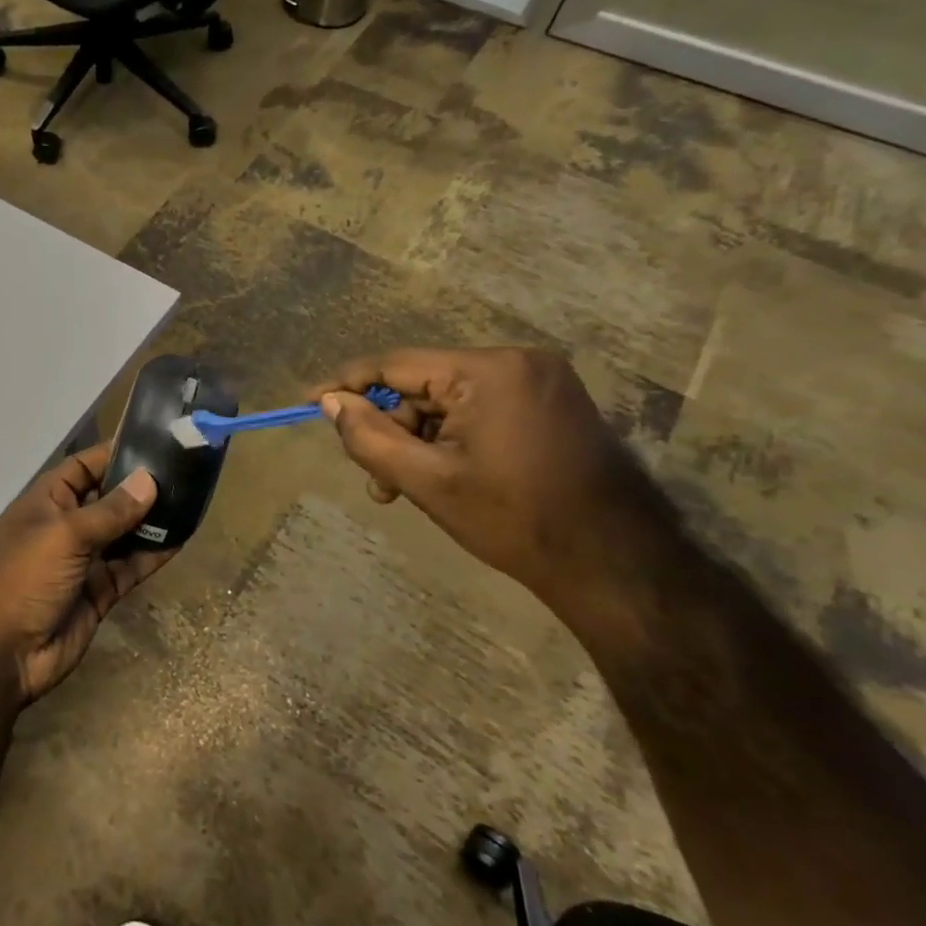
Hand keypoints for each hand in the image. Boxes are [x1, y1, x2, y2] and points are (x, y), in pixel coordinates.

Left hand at [0, 444, 170, 706]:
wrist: (2, 654)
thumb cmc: (24, 578)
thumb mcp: (65, 535)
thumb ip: (110, 510)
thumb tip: (149, 480)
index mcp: (46, 501)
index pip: (83, 466)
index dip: (113, 453)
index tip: (154, 442)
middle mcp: (66, 525)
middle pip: (108, 498)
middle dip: (140, 486)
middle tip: (185, 471)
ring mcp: (84, 560)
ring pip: (124, 532)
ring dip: (152, 520)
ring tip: (192, 500)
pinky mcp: (100, 591)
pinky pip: (131, 566)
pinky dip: (153, 554)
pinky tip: (182, 538)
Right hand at [311, 348, 680, 623]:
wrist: (616, 565)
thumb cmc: (514, 520)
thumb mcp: (426, 480)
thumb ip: (369, 436)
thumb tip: (330, 402)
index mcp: (489, 371)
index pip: (396, 365)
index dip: (347, 384)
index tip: (309, 401)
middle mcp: (518, 361)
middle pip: (423, 385)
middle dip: (393, 430)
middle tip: (377, 480)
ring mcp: (540, 381)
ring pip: (449, 401)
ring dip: (420, 440)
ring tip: (406, 490)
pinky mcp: (551, 403)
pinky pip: (479, 409)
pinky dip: (452, 439)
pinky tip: (444, 477)